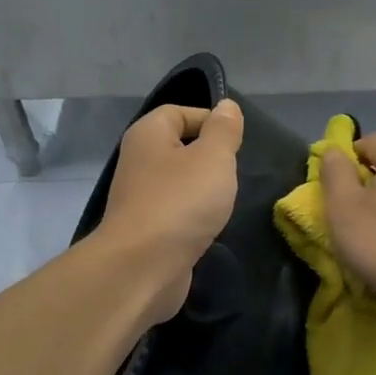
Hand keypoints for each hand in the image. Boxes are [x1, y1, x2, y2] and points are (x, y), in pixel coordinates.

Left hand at [94, 99, 244, 325]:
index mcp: (148, 135)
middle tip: (234, 173)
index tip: (237, 143)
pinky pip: (176, 214)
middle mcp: (139, 162)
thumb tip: (227, 107)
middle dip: (210, 159)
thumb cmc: (180, 202)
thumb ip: (224, 130)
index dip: (210, 121)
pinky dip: (193, 219)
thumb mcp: (213, 157)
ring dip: (203, 192)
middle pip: (179, 148)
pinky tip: (210, 228)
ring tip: (225, 201)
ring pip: (179, 184)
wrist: (142, 268)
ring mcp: (140, 199)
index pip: (179, 112)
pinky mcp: (147, 231)